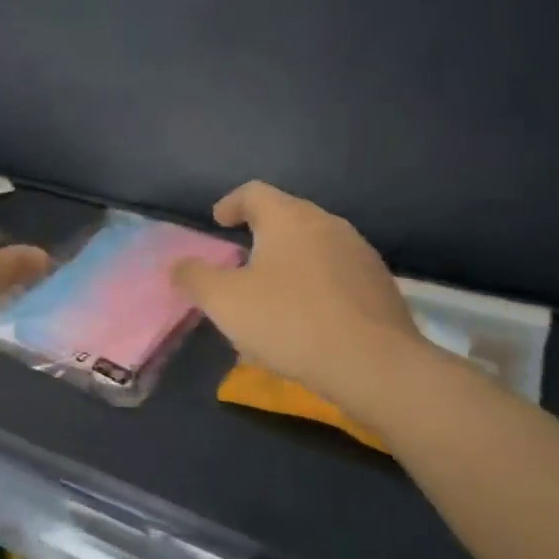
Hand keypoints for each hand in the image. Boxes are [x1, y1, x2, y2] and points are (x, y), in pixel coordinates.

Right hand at [171, 181, 419, 394]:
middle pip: (287, 216)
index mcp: (289, 218)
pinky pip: (336, 274)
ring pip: (314, 246)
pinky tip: (306, 318)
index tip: (218, 221)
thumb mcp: (224, 301)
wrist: (375, 365)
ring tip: (272, 293)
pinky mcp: (380, 286)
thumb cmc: (289, 321)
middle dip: (260, 233)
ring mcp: (360, 254)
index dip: (231, 203)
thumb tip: (177, 265)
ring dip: (289, 261)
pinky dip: (314, 285)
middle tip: (240, 259)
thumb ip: (195, 277)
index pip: (254, 192)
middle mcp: (328, 224)